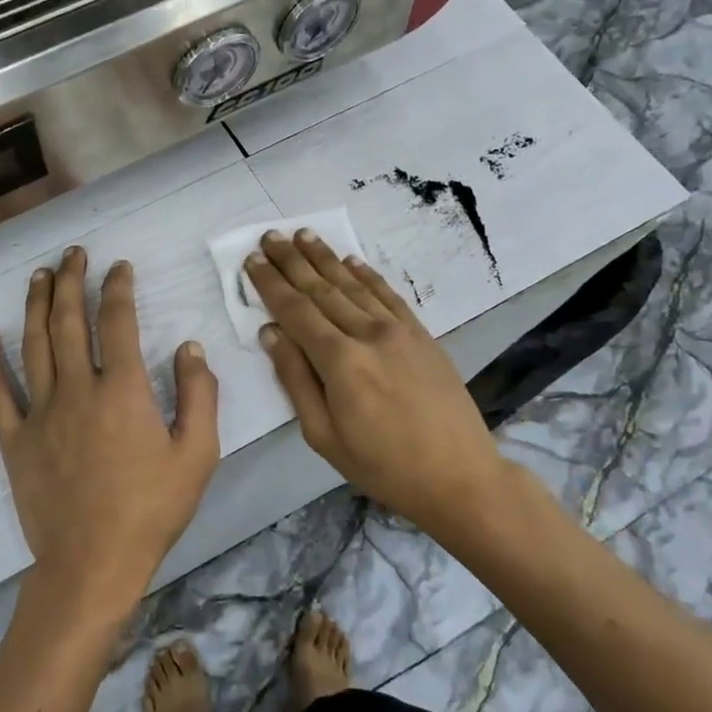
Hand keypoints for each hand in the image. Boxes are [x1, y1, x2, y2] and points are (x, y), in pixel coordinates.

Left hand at [0, 247, 219, 624]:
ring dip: (36, 305)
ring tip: (38, 275)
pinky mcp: (15, 439)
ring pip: (34, 344)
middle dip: (72, 281)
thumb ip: (199, 396)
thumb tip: (190, 348)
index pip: (118, 321)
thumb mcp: (197, 455)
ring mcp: (41, 412)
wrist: (92, 563)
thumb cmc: (151, 510)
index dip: (118, 287)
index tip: (119, 266)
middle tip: (73, 253)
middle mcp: (77, 389)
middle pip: (70, 321)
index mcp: (123, 390)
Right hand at [243, 229, 508, 541]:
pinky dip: (367, 274)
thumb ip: (295, 379)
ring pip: (353, 284)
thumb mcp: (323, 435)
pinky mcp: (421, 335)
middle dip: (292, 261)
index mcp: (339, 362)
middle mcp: (368, 334)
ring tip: (304, 235)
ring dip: (325, 258)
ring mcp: (399, 331)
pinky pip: (388, 295)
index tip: (252, 259)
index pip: (295, 310)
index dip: (271, 283)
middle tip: (271, 235)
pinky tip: (351, 260)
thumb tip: (271, 333)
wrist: (459, 476)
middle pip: (321, 289)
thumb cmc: (382, 465)